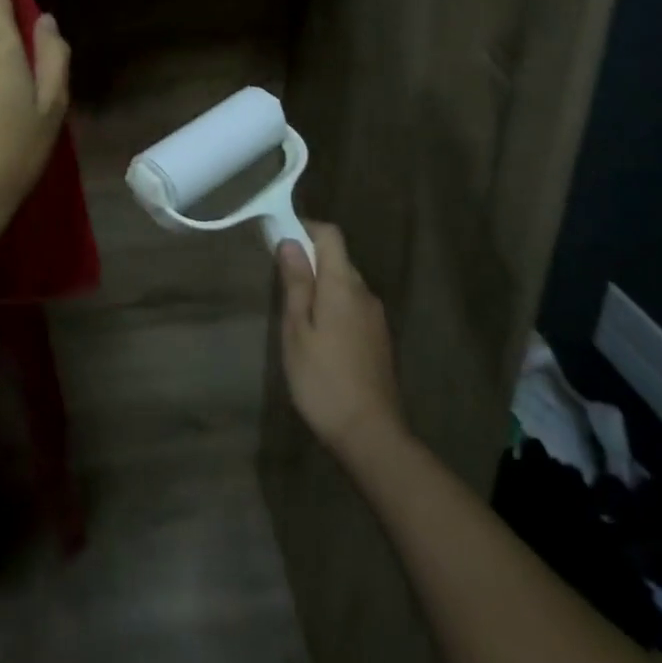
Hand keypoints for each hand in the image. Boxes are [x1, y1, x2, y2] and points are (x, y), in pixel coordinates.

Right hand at [277, 222, 405, 463]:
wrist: (371, 434)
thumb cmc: (323, 379)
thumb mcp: (297, 330)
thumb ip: (296, 283)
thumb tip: (290, 241)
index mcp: (343, 284)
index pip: (330, 235)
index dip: (306, 228)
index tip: (281, 238)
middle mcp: (365, 292)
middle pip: (338, 259)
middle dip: (311, 261)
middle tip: (282, 284)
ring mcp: (376, 317)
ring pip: (346, 285)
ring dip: (323, 287)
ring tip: (297, 315)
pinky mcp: (380, 339)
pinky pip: (354, 307)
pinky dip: (335, 308)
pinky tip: (320, 337)